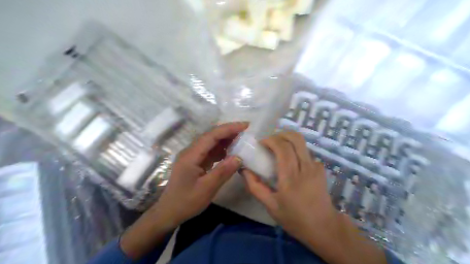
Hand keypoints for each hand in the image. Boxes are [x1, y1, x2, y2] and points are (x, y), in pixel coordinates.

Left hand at [153, 121, 245, 226]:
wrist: (169, 212)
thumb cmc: (186, 202)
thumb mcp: (206, 189)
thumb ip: (222, 172)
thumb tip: (239, 157)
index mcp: (191, 155)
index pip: (212, 135)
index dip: (229, 129)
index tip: (245, 126)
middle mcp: (191, 151)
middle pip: (211, 136)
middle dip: (229, 132)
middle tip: (246, 132)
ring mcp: (193, 156)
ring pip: (211, 143)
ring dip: (226, 140)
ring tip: (242, 141)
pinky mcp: (195, 162)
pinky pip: (210, 151)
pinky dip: (222, 150)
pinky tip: (231, 153)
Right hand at [242, 132, 385, 263]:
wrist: (324, 227)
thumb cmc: (294, 218)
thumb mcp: (270, 206)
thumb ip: (255, 186)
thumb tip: (244, 170)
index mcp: (291, 177)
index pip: (283, 147)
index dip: (271, 140)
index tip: (261, 143)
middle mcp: (305, 167)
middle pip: (295, 138)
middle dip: (280, 133)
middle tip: (270, 141)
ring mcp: (315, 166)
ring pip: (302, 142)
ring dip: (288, 140)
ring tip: (278, 148)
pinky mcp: (320, 168)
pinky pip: (306, 152)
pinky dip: (295, 150)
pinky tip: (290, 160)